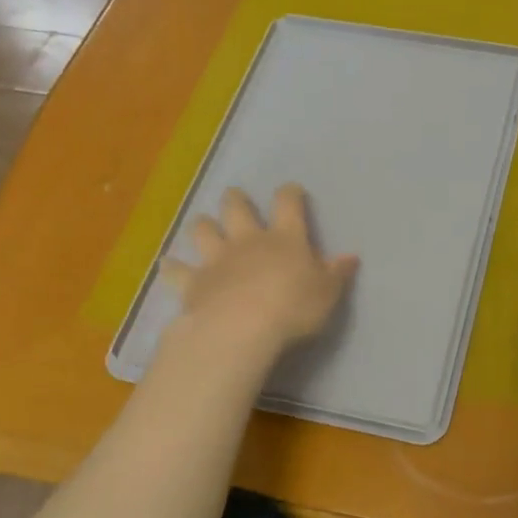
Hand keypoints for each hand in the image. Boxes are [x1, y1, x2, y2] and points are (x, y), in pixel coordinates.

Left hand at [161, 185, 357, 360]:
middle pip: (237, 209)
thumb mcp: (327, 293)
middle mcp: (248, 240)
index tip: (292, 190)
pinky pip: (177, 269)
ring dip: (203, 225)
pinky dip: (171, 266)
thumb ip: (337, 273)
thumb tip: (351, 257)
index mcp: (285, 238)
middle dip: (235, 200)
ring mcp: (217, 259)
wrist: (242, 328)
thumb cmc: (293, 308)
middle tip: (234, 196)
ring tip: (203, 224)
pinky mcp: (193, 282)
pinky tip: (166, 263)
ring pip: (204, 231)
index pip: (288, 205)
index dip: (290, 194)